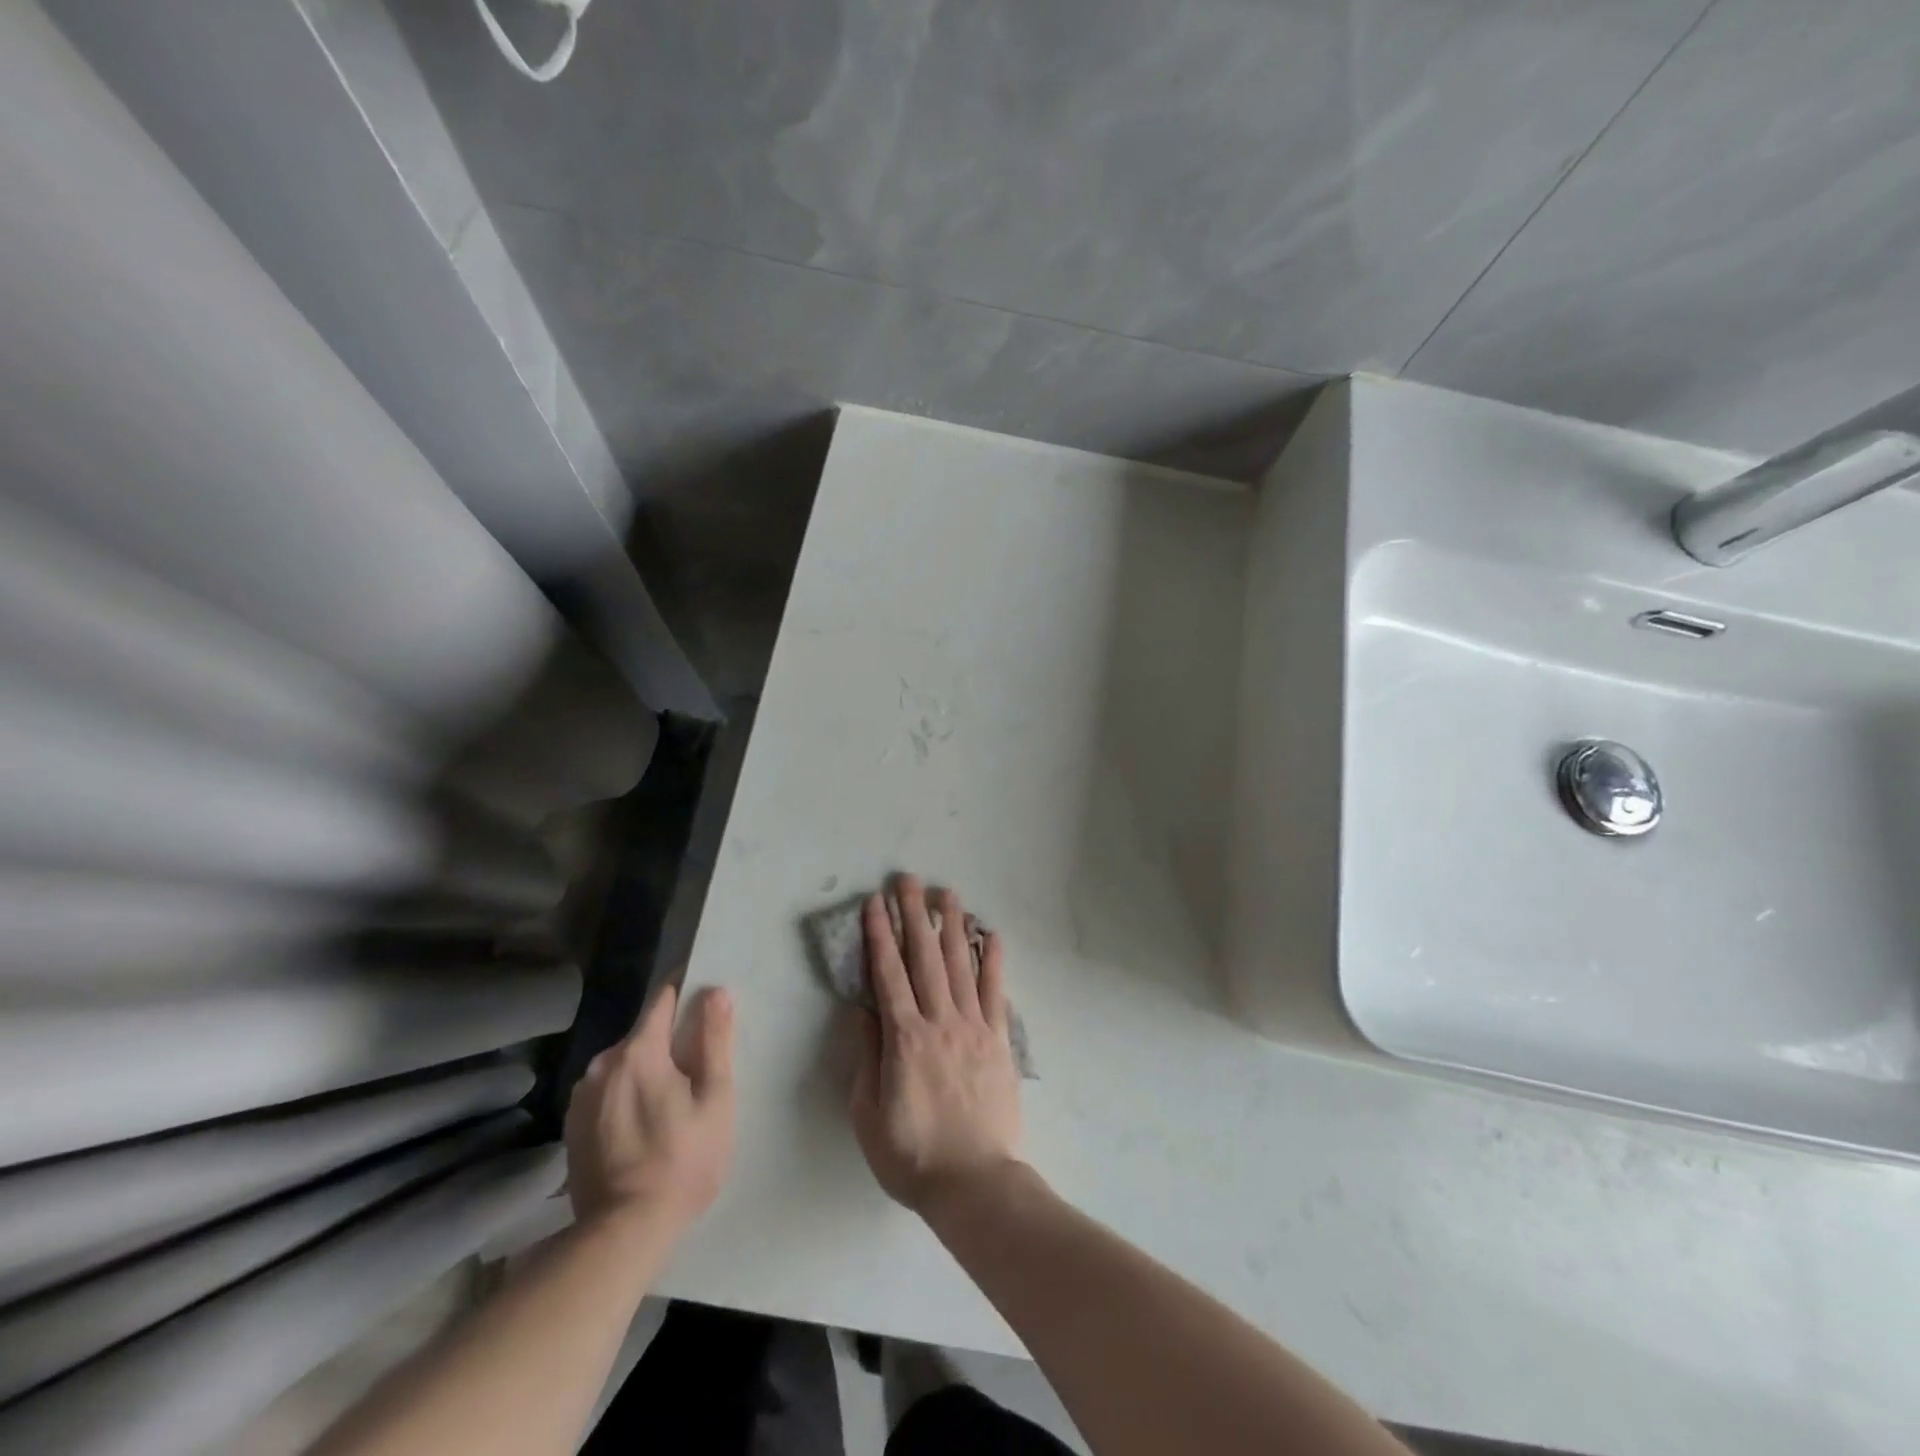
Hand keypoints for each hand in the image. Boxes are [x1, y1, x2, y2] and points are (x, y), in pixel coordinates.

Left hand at [564, 983, 735, 1235]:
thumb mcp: (715, 1098)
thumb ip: (715, 1040)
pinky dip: (626, 1096)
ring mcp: (582, 1097)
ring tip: (670, 1103)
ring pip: (624, 1065)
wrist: (623, 1234)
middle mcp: (602, 1064)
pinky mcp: (573, 1126)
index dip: (686, 992)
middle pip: (644, 1034)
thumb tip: (716, 992)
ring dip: (646, 1071)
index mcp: (638, 1051)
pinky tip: (642, 1126)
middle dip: (670, 1041)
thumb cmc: (682, 1160)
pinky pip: (607, 1092)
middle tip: (697, 1069)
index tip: (705, 998)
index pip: (662, 998)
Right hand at [848, 875, 1022, 1217]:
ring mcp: (974, 1027)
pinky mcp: (999, 1040)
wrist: (975, 1183)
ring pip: (960, 965)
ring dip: (951, 926)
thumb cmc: (912, 1155)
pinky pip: (996, 992)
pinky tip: (990, 934)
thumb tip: (862, 1011)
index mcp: (905, 1039)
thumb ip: (866, 1057)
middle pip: (924, 958)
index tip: (874, 904)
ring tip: (945, 893)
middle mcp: (940, 1021)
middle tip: (907, 880)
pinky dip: (993, 960)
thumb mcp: (869, 1115)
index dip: (879, 936)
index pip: (888, 975)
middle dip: (913, 915)